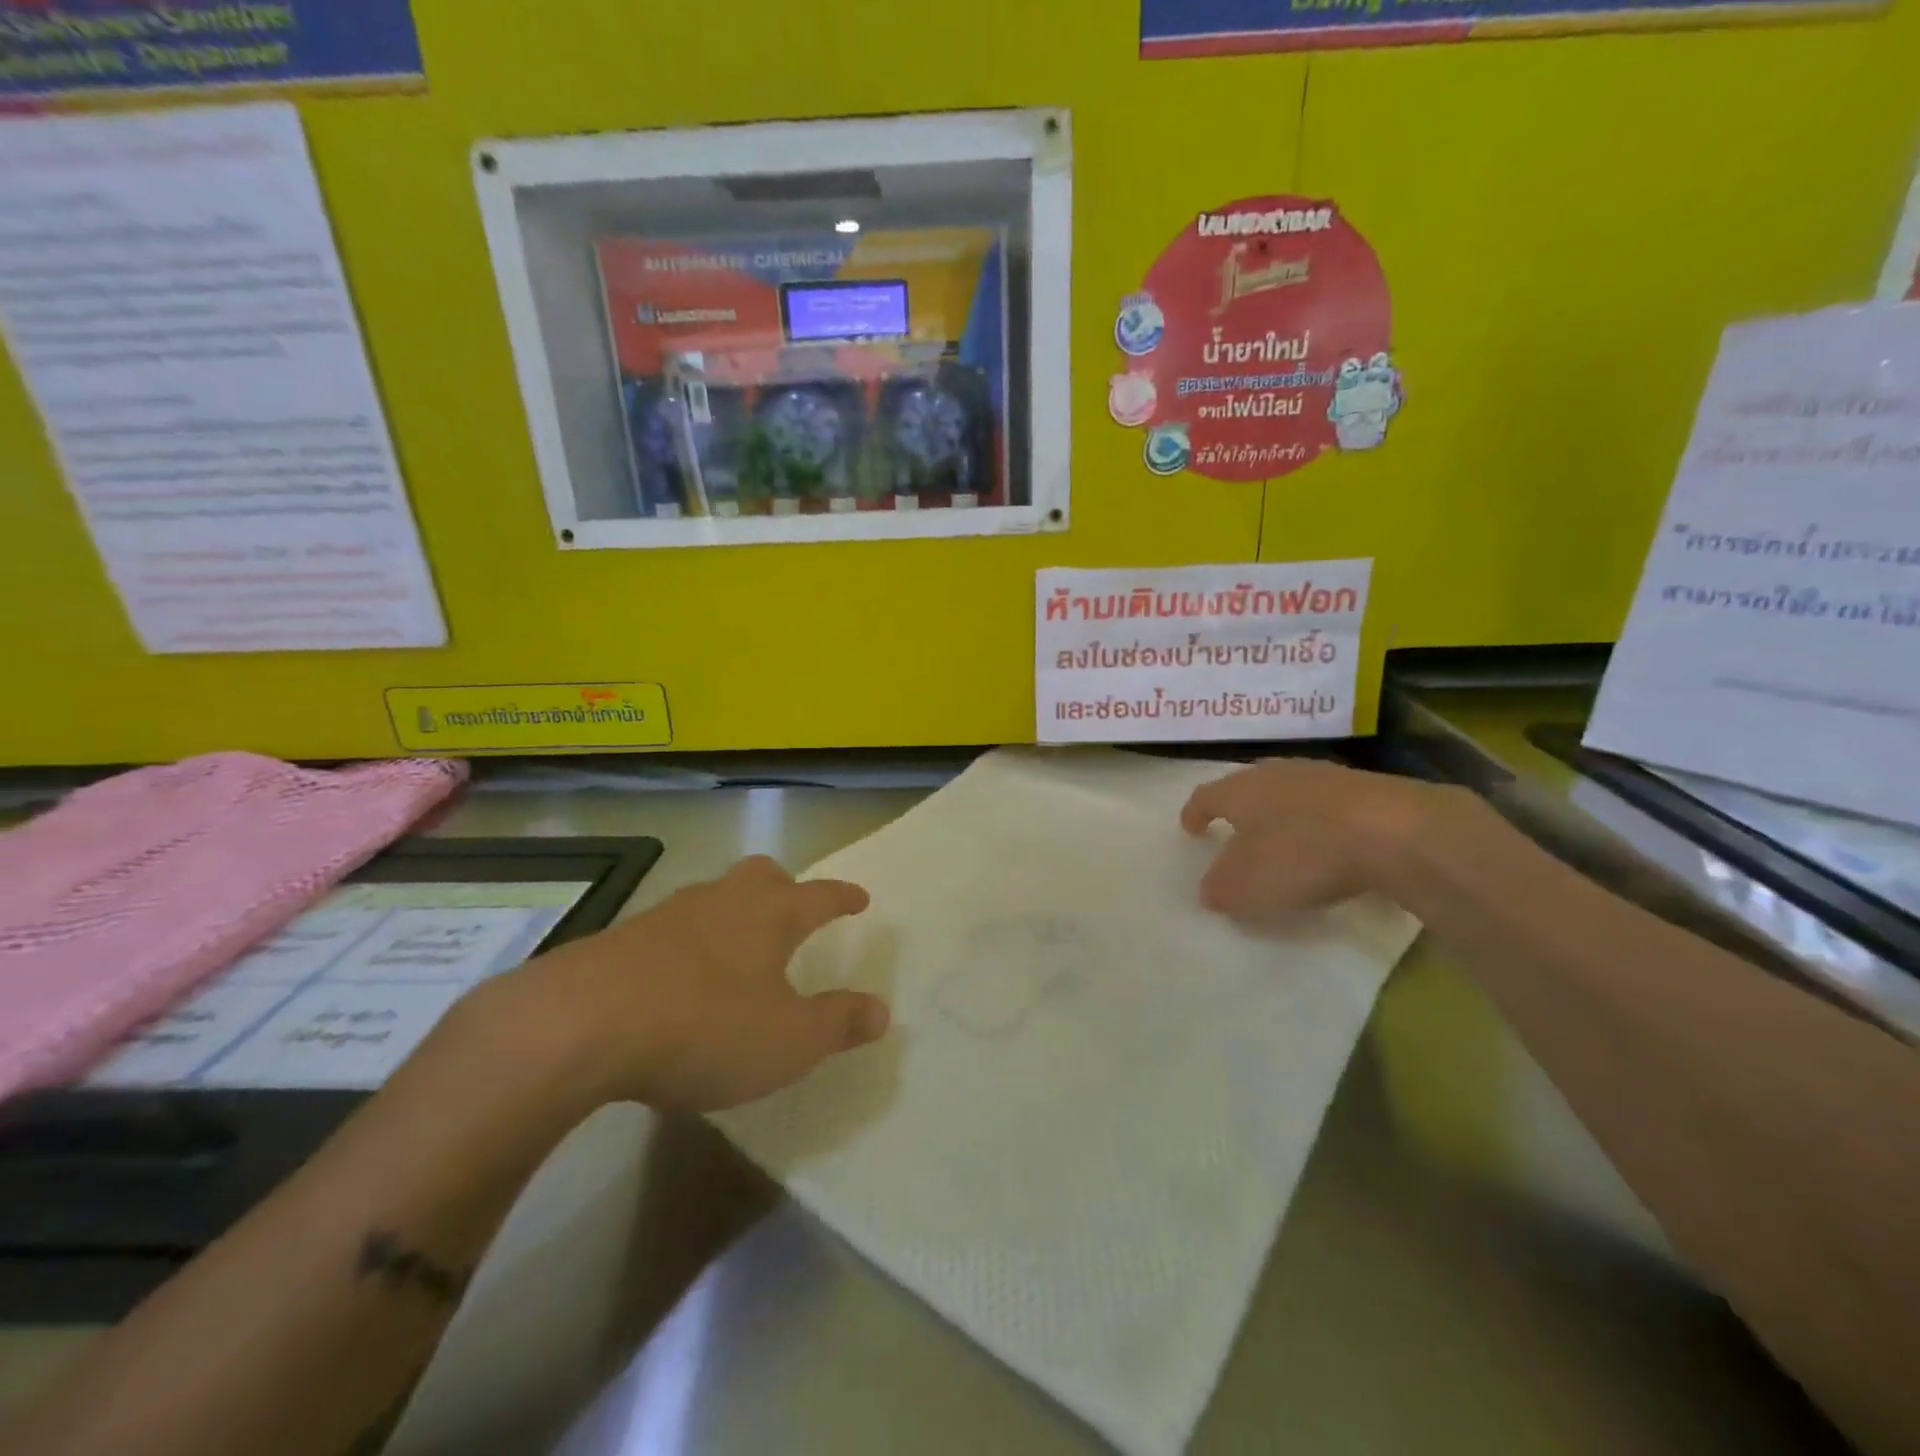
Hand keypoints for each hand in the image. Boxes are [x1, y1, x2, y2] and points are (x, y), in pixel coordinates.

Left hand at [486, 856, 888, 1112]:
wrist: (580, 1025)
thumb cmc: (705, 1027)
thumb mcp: (788, 1040)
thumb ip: (838, 1023)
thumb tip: (881, 1010)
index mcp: (770, 916)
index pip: (820, 896)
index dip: (843, 897)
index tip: (860, 897)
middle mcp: (723, 901)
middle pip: (761, 875)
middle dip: (785, 886)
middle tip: (794, 906)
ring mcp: (668, 915)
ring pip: (714, 895)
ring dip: (733, 910)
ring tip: (737, 942)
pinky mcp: (621, 939)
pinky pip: (671, 927)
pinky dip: (689, 940)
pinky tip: (679, 974)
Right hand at [1180, 758, 1453, 924]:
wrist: (1393, 831)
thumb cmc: (1300, 854)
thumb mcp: (1246, 887)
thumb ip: (1220, 889)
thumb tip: (1210, 890)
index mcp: (1239, 790)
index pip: (1206, 797)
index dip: (1195, 813)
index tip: (1190, 827)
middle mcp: (1276, 774)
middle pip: (1249, 788)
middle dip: (1241, 809)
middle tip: (1236, 830)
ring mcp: (1324, 777)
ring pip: (1291, 792)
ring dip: (1284, 815)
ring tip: (1285, 840)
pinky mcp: (1367, 789)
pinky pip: (1330, 807)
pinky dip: (1322, 825)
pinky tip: (1331, 848)